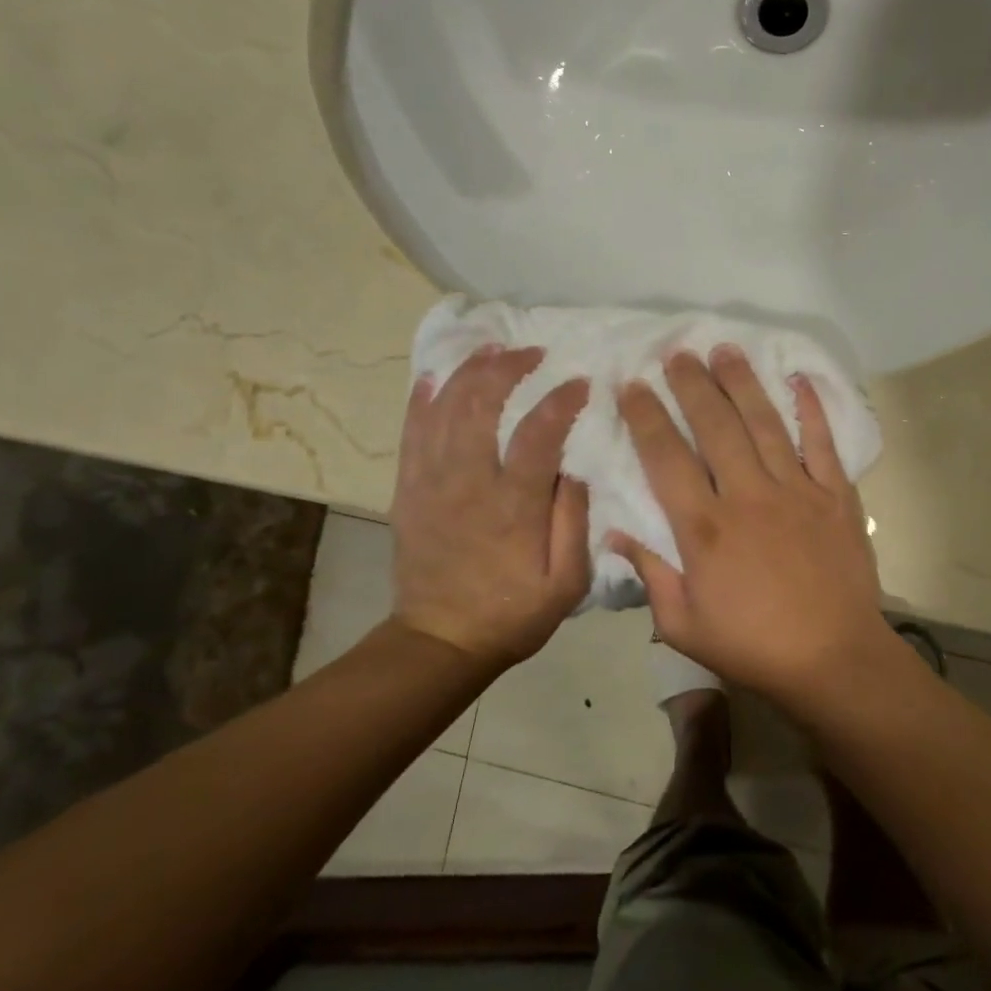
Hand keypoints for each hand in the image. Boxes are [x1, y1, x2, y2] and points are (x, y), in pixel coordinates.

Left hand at [389, 346, 590, 670]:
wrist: (441, 640)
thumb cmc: (513, 612)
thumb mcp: (567, 582)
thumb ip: (574, 521)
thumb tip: (575, 469)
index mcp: (514, 506)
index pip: (539, 434)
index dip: (561, 401)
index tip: (582, 383)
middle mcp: (469, 483)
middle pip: (482, 405)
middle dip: (508, 368)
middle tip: (532, 352)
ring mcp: (432, 483)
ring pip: (444, 410)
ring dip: (468, 372)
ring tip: (491, 350)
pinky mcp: (408, 490)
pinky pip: (411, 433)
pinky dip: (422, 400)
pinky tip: (434, 377)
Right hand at [608, 347, 893, 699]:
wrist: (833, 659)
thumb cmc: (753, 647)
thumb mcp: (684, 626)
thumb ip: (651, 576)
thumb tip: (615, 535)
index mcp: (705, 529)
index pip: (667, 458)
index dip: (646, 418)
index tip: (632, 386)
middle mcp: (748, 496)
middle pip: (715, 427)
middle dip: (692, 385)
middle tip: (677, 353)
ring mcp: (797, 491)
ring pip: (764, 424)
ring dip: (742, 383)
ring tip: (724, 350)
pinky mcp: (835, 495)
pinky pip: (823, 442)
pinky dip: (811, 409)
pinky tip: (798, 379)